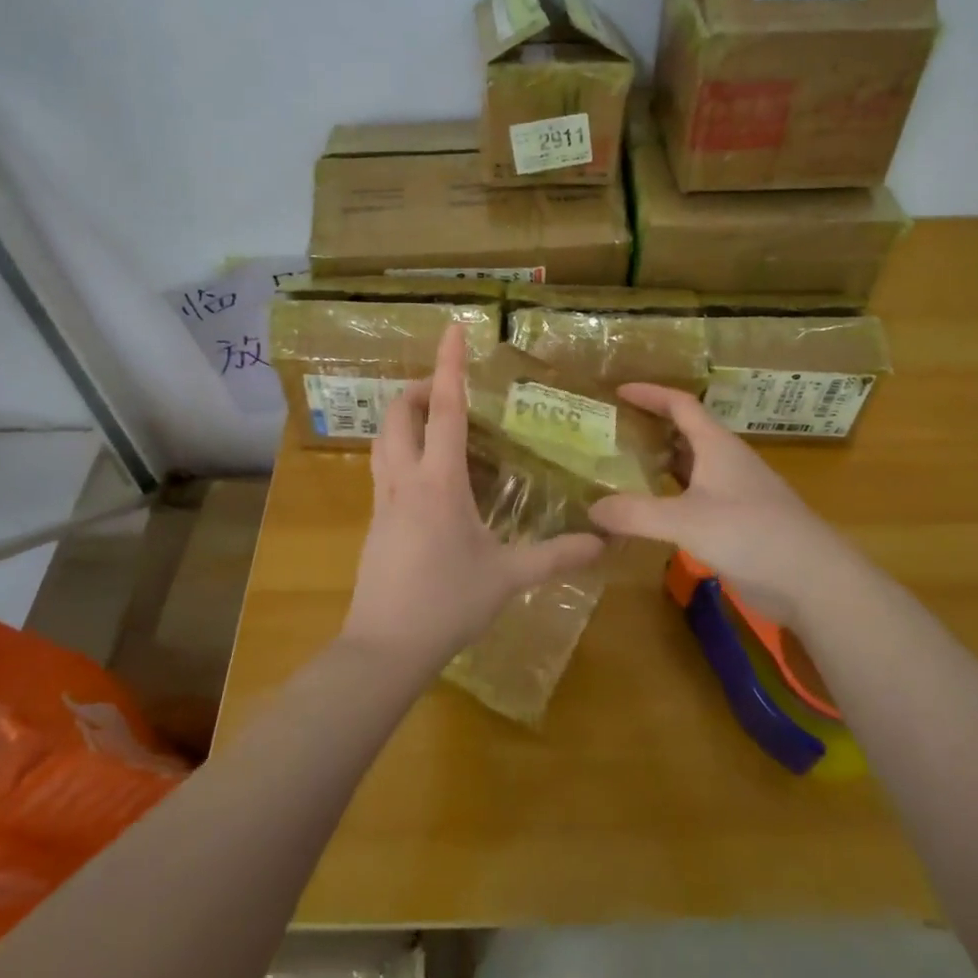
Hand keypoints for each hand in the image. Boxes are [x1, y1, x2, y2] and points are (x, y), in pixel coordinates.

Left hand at [341, 325, 604, 675]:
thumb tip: (603, 541)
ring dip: (403, 417)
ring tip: (434, 423)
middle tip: (447, 390)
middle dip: (417, 389)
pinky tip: (426, 476)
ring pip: (382, 439)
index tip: (452, 330)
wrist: (384, 648)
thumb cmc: (447, 603)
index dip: (448, 365)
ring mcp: (382, 501)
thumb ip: (557, 555)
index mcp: (439, 482)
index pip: (443, 409)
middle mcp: (404, 480)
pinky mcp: (375, 522)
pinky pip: (383, 468)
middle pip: (397, 414)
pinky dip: (400, 450)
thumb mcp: (508, 577)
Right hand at [588, 384, 859, 627]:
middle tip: (612, 432)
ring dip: (660, 463)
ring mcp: (735, 493)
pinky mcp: (738, 522)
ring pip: (691, 467)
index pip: (680, 404)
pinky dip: (671, 496)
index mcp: (717, 446)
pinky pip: (696, 497)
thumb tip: (592, 509)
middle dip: (650, 428)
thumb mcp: (687, 521)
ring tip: (622, 468)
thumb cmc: (752, 534)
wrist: (813, 580)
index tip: (617, 391)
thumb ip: (637, 513)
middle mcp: (726, 462)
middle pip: (685, 432)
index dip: (650, 393)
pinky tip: (651, 513)